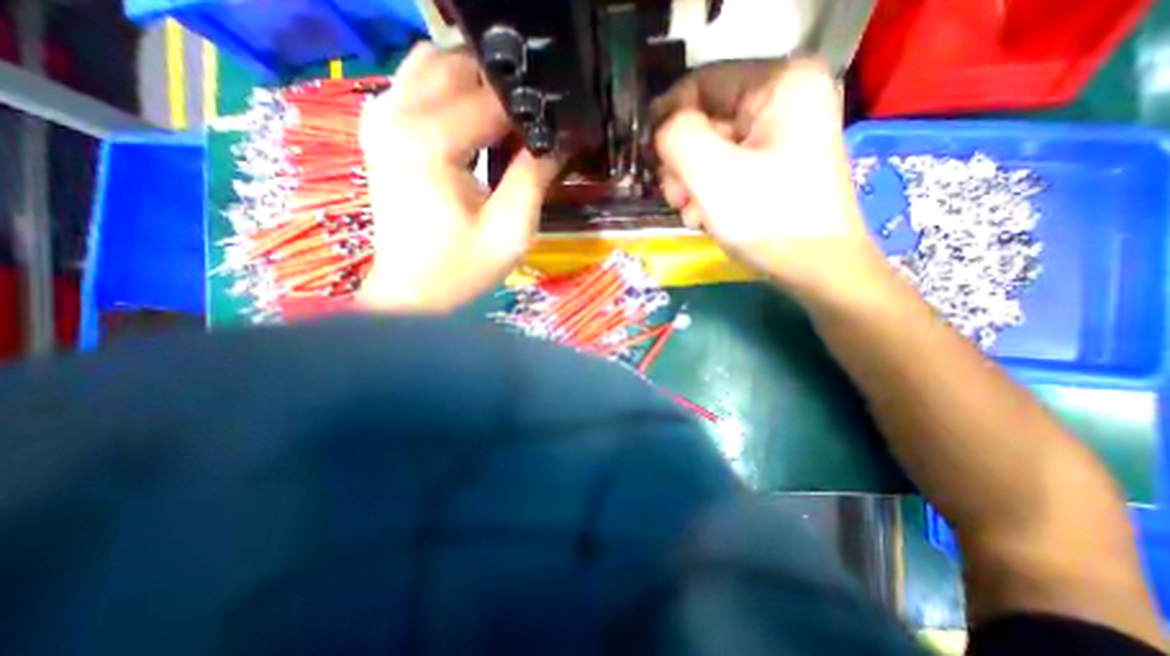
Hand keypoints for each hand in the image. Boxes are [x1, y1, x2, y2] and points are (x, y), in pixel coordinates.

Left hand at [357, 43, 560, 314]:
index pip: (491, 99)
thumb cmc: (462, 268)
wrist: (413, 292)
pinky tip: (475, 123)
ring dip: (477, 84)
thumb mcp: (511, 230)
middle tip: (534, 124)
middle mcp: (396, 113)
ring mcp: (381, 116)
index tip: (557, 125)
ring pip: (436, 64)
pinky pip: (418, 83)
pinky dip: (451, 91)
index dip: (531, 109)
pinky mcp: (381, 128)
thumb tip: (557, 140)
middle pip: (460, 64)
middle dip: (504, 88)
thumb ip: (534, 177)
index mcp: (428, 140)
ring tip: (508, 121)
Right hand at [653, 58, 882, 299]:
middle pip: (704, 120)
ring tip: (695, 214)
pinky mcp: (771, 165)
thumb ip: (677, 137)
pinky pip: (724, 168)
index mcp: (780, 84)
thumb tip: (661, 129)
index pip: (700, 83)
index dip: (667, 119)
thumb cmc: (768, 219)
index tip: (652, 160)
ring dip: (691, 184)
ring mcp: (778, 135)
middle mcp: (782, 100)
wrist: (814, 268)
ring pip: (708, 149)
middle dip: (682, 163)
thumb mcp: (713, 174)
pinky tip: (708, 218)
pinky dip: (708, 193)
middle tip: (679, 198)